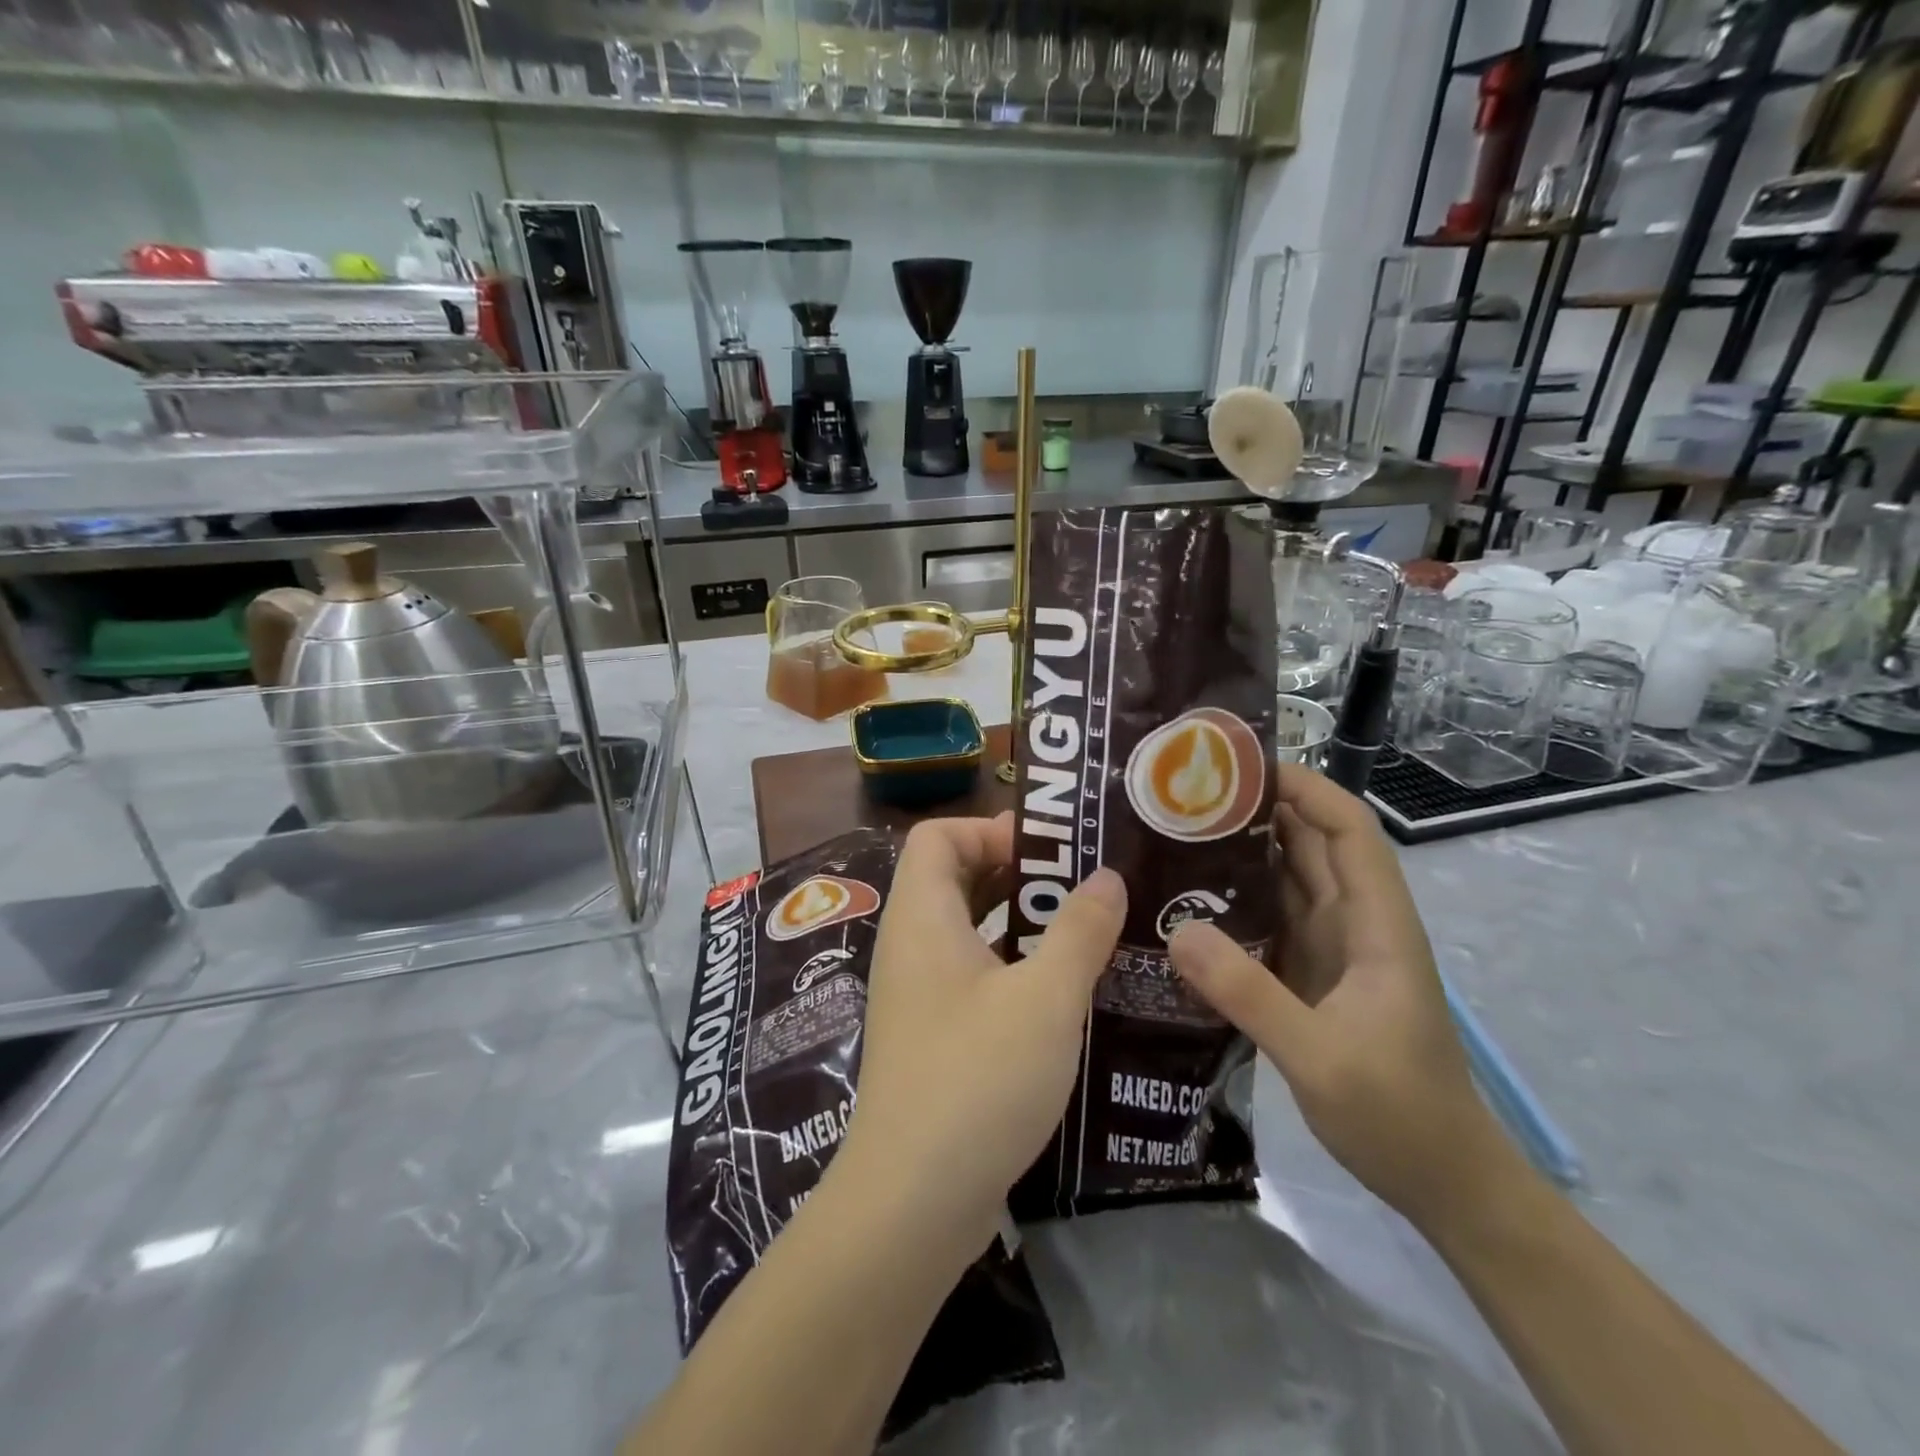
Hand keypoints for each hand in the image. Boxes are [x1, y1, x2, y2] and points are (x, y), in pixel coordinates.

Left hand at [838, 814, 1125, 1238]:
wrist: (912, 1203)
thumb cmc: (978, 1079)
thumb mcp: (1046, 998)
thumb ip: (1080, 931)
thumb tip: (1107, 878)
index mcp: (922, 918)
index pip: (938, 836)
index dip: (988, 829)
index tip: (1050, 851)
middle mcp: (911, 946)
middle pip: (954, 878)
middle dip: (1018, 874)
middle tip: (1083, 886)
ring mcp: (917, 995)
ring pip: (968, 932)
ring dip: (1022, 925)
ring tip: (1087, 933)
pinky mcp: (931, 1038)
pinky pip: (971, 978)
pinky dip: (1012, 970)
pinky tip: (1064, 996)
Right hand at [1167, 765, 1510, 1224]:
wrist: (1442, 1184)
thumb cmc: (1399, 1115)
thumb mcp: (1320, 1058)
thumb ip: (1249, 994)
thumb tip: (1176, 929)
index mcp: (1376, 925)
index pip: (1348, 830)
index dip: (1305, 788)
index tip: (1241, 767)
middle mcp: (1354, 924)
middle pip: (1310, 845)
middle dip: (1257, 811)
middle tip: (1183, 795)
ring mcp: (1331, 951)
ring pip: (1286, 880)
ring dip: (1239, 853)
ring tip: (1173, 835)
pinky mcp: (1309, 976)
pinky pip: (1267, 920)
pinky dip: (1232, 902)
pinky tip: (1185, 901)